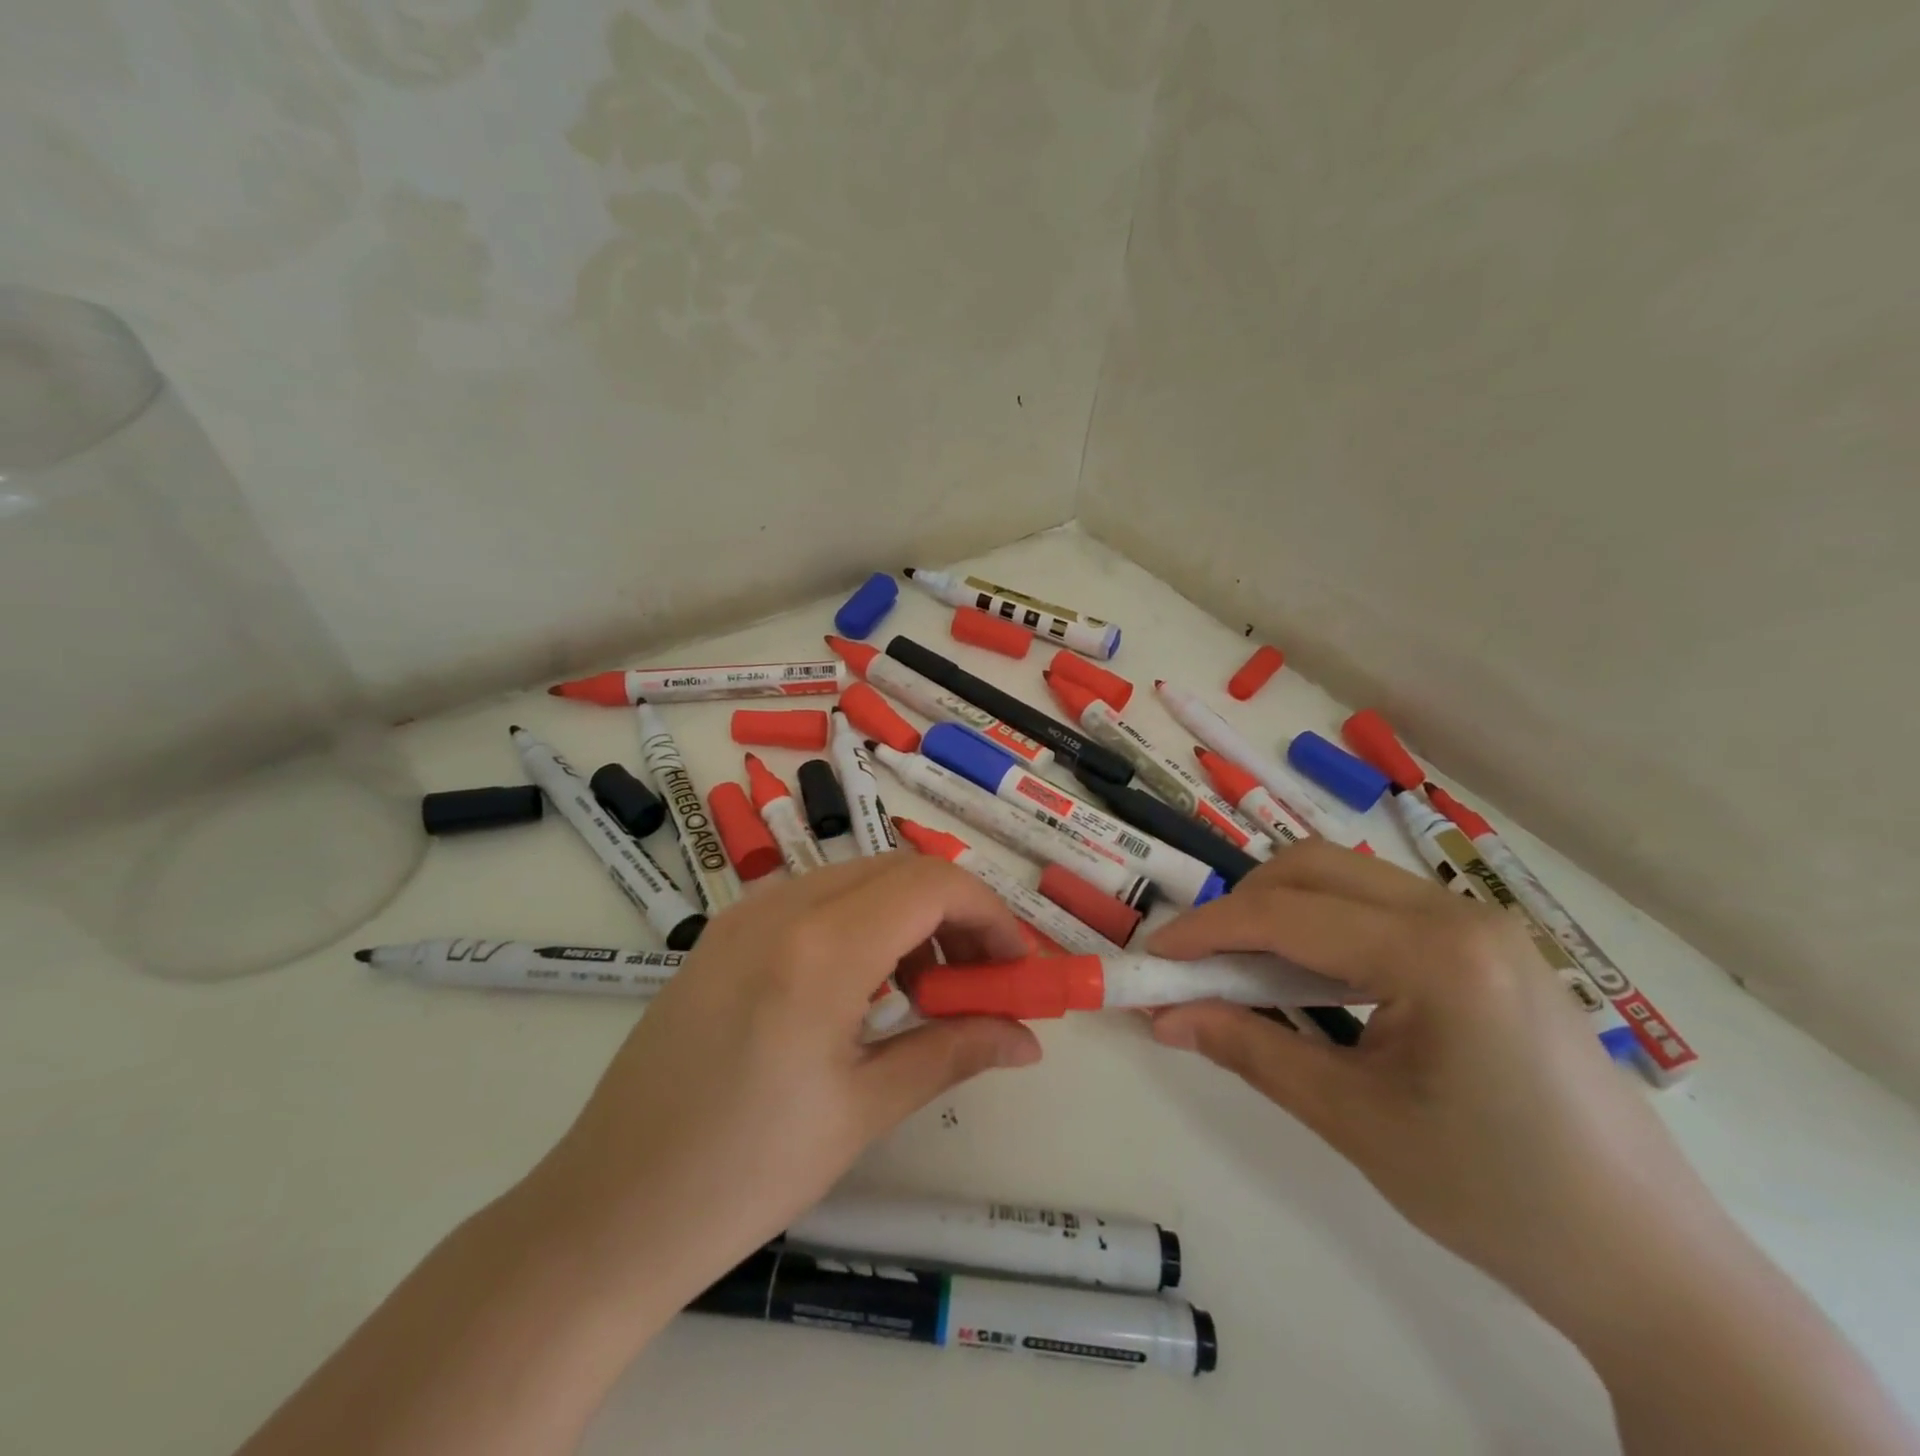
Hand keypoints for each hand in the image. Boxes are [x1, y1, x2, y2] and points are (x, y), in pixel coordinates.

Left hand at [524, 852, 1040, 1309]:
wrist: (606, 1213)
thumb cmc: (744, 1175)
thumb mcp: (863, 1110)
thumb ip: (953, 1052)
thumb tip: (1027, 1039)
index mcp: (820, 948)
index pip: (932, 885)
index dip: (989, 915)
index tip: (1014, 969)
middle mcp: (780, 907)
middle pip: (898, 870)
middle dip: (954, 913)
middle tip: (977, 982)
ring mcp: (743, 914)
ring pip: (856, 877)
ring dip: (907, 914)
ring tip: (923, 990)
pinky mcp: (722, 933)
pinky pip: (813, 898)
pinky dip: (860, 920)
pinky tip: (862, 986)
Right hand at [1146, 842, 1712, 1315]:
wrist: (1649, 1262)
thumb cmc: (1498, 1197)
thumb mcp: (1354, 1122)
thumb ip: (1250, 1052)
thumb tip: (1165, 1018)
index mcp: (1437, 955)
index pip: (1289, 914)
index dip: (1209, 930)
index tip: (1155, 956)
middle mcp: (1461, 914)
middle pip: (1316, 868)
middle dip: (1243, 906)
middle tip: (1200, 962)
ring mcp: (1481, 924)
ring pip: (1347, 880)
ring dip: (1282, 911)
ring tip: (1243, 971)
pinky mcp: (1487, 946)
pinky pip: (1380, 908)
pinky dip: (1324, 927)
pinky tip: (1308, 978)